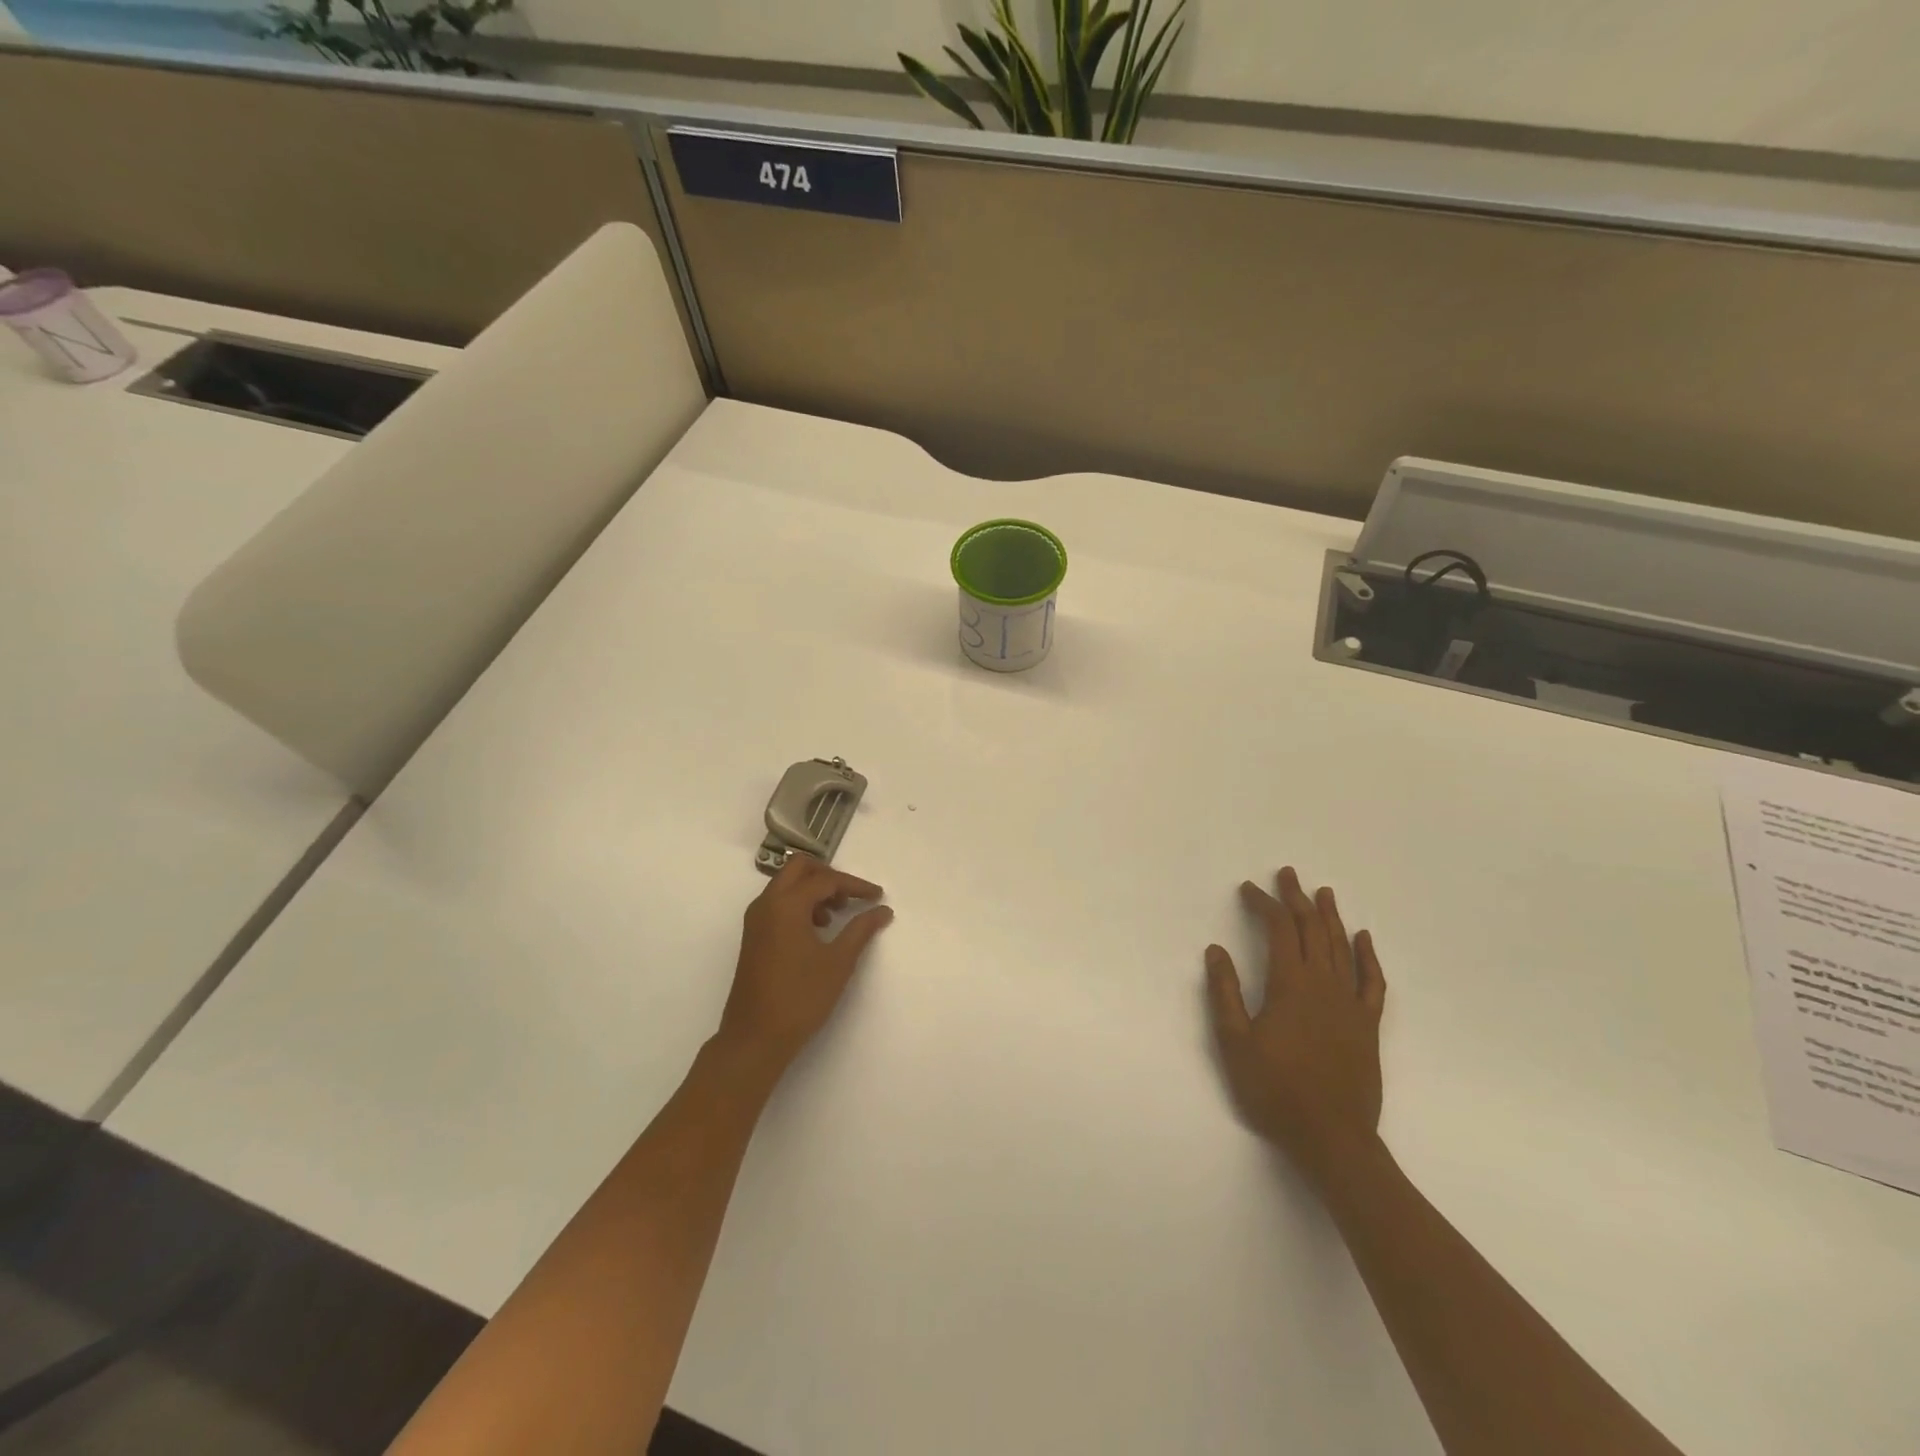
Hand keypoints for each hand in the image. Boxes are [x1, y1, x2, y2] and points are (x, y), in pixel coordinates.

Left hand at [717, 857, 893, 1074]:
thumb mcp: (838, 962)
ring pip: (786, 884)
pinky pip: (777, 903)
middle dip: (828, 875)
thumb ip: (861, 929)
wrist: (755, 1037)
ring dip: (812, 889)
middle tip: (851, 896)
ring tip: (835, 916)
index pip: (826, 880)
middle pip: (799, 868)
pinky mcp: (753, 936)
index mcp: (786, 904)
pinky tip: (816, 931)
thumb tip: (882, 910)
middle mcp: (766, 903)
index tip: (878, 897)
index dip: (855, 885)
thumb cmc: (800, 997)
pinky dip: (799, 904)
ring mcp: (756, 919)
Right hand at [1205, 867, 1387, 1187]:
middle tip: (1287, 874)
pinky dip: (1368, 957)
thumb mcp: (1234, 1042)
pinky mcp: (1367, 1026)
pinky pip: (1372, 982)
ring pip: (1342, 948)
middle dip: (1297, 898)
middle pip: (1312, 930)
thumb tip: (1215, 950)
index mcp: (1291, 985)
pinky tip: (1364, 939)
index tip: (1248, 890)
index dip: (1264, 904)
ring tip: (1322, 892)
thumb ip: (1225, 993)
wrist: (1332, 1138)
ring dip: (1330, 917)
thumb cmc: (1275, 1091)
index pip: (1280, 929)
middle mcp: (1324, 985)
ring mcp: (1350, 1004)